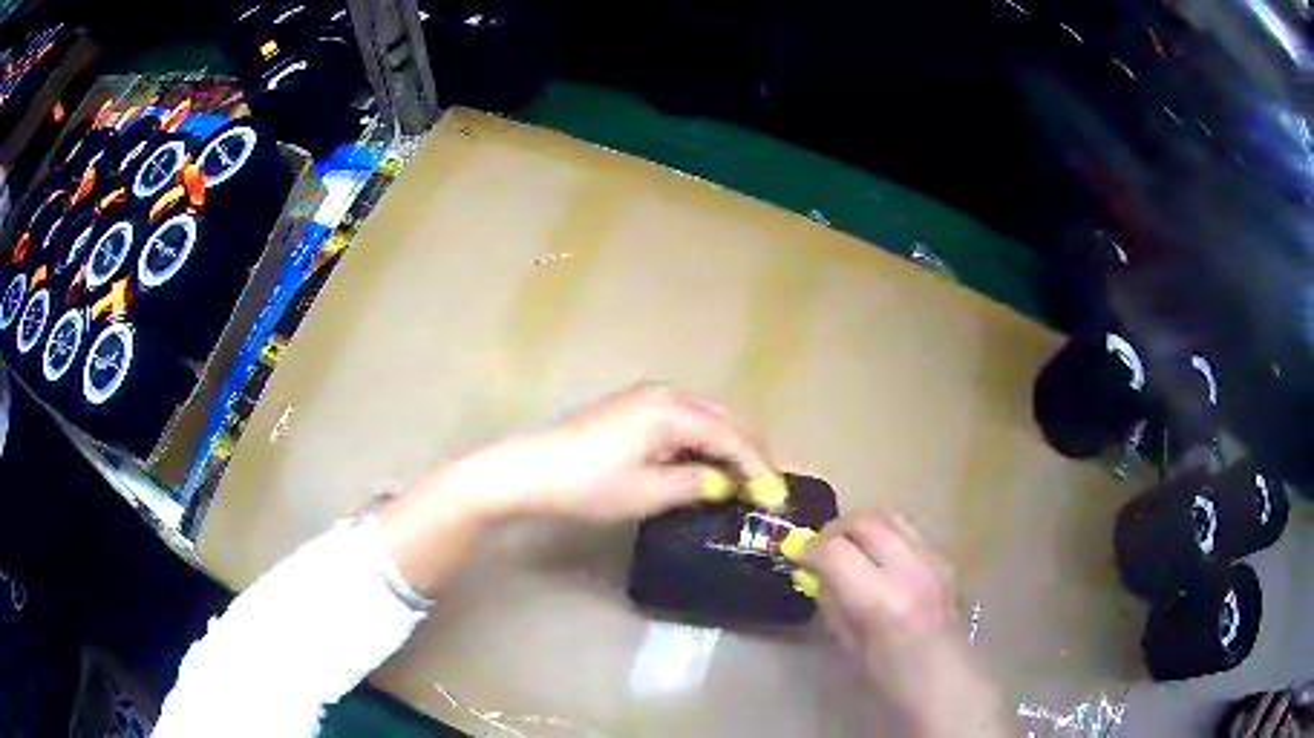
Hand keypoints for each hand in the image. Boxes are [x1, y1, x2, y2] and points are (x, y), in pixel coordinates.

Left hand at [379, 386, 781, 596]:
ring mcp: (647, 398)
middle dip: (748, 451)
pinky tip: (704, 464)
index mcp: (674, 410)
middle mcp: (666, 394)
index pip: (732, 437)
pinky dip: (702, 442)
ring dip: (726, 446)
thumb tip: (727, 484)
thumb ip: (697, 485)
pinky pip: (684, 421)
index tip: (775, 498)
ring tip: (741, 479)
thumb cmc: (590, 484)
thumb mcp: (649, 492)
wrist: (530, 470)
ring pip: (705, 419)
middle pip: (724, 419)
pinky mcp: (632, 409)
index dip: (759, 468)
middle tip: (764, 487)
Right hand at [796, 511, 1004, 736]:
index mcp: (880, 600)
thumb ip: (834, 603)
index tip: (798, 559)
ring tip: (849, 545)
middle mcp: (909, 570)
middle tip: (821, 548)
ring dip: (863, 524)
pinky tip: (881, 558)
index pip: (834, 551)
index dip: (810, 551)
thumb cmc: (891, 680)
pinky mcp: (945, 559)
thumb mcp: (849, 647)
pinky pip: (910, 530)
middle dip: (835, 529)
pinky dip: (887, 533)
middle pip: (865, 521)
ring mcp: (932, 560)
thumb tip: (819, 574)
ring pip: (891, 515)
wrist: (948, 683)